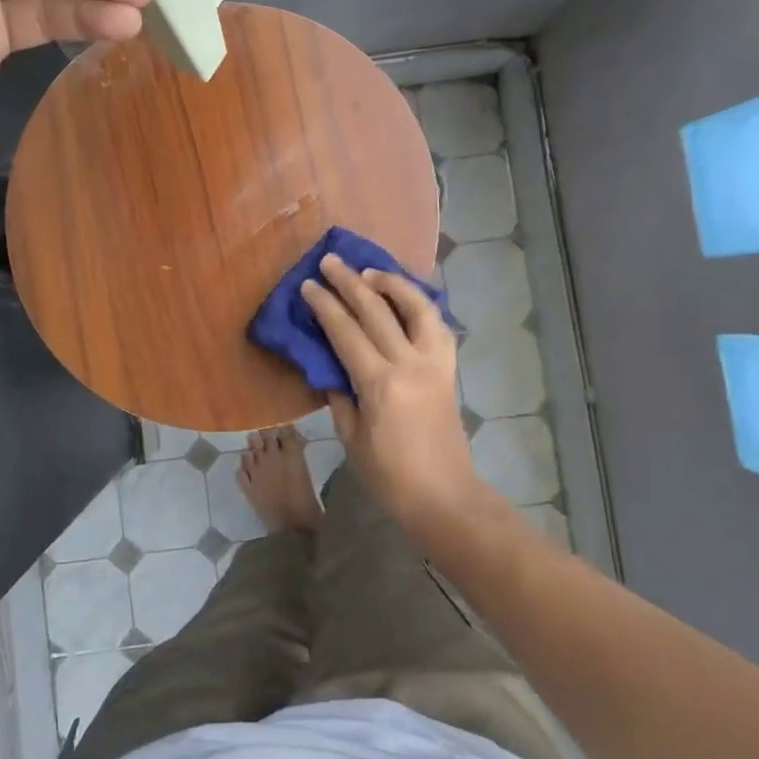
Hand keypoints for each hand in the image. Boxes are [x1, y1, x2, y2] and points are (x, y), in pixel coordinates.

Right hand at [300, 254, 496, 543]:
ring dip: (393, 284)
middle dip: (351, 282)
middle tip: (331, 261)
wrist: (445, 497)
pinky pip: (438, 327)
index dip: (325, 305)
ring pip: (418, 309)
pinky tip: (408, 301)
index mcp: (381, 383)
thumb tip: (330, 368)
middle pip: (378, 311)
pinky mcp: (449, 371)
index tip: (309, 284)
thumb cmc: (390, 476)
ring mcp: (435, 364)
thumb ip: (339, 397)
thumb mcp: (352, 438)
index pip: (347, 332)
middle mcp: (410, 364)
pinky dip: (422, 306)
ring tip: (372, 272)